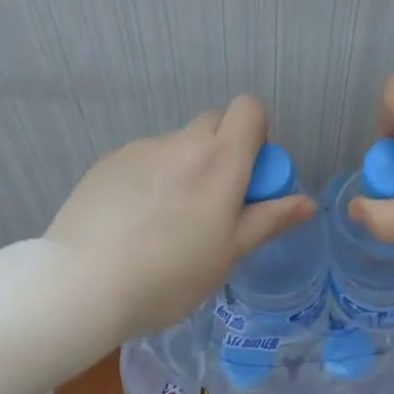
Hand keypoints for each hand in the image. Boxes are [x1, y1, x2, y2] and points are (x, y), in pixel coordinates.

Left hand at [46, 96, 315, 340]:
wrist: (84, 284)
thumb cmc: (170, 277)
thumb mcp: (228, 254)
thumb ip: (268, 220)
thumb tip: (309, 202)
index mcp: (220, 162)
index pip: (248, 109)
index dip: (255, 134)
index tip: (248, 177)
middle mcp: (181, 143)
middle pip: (213, 123)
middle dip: (222, 151)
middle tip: (212, 203)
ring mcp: (140, 149)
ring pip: (176, 145)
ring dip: (183, 167)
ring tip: (164, 222)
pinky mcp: (108, 162)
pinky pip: (143, 159)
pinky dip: (149, 178)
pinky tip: (133, 221)